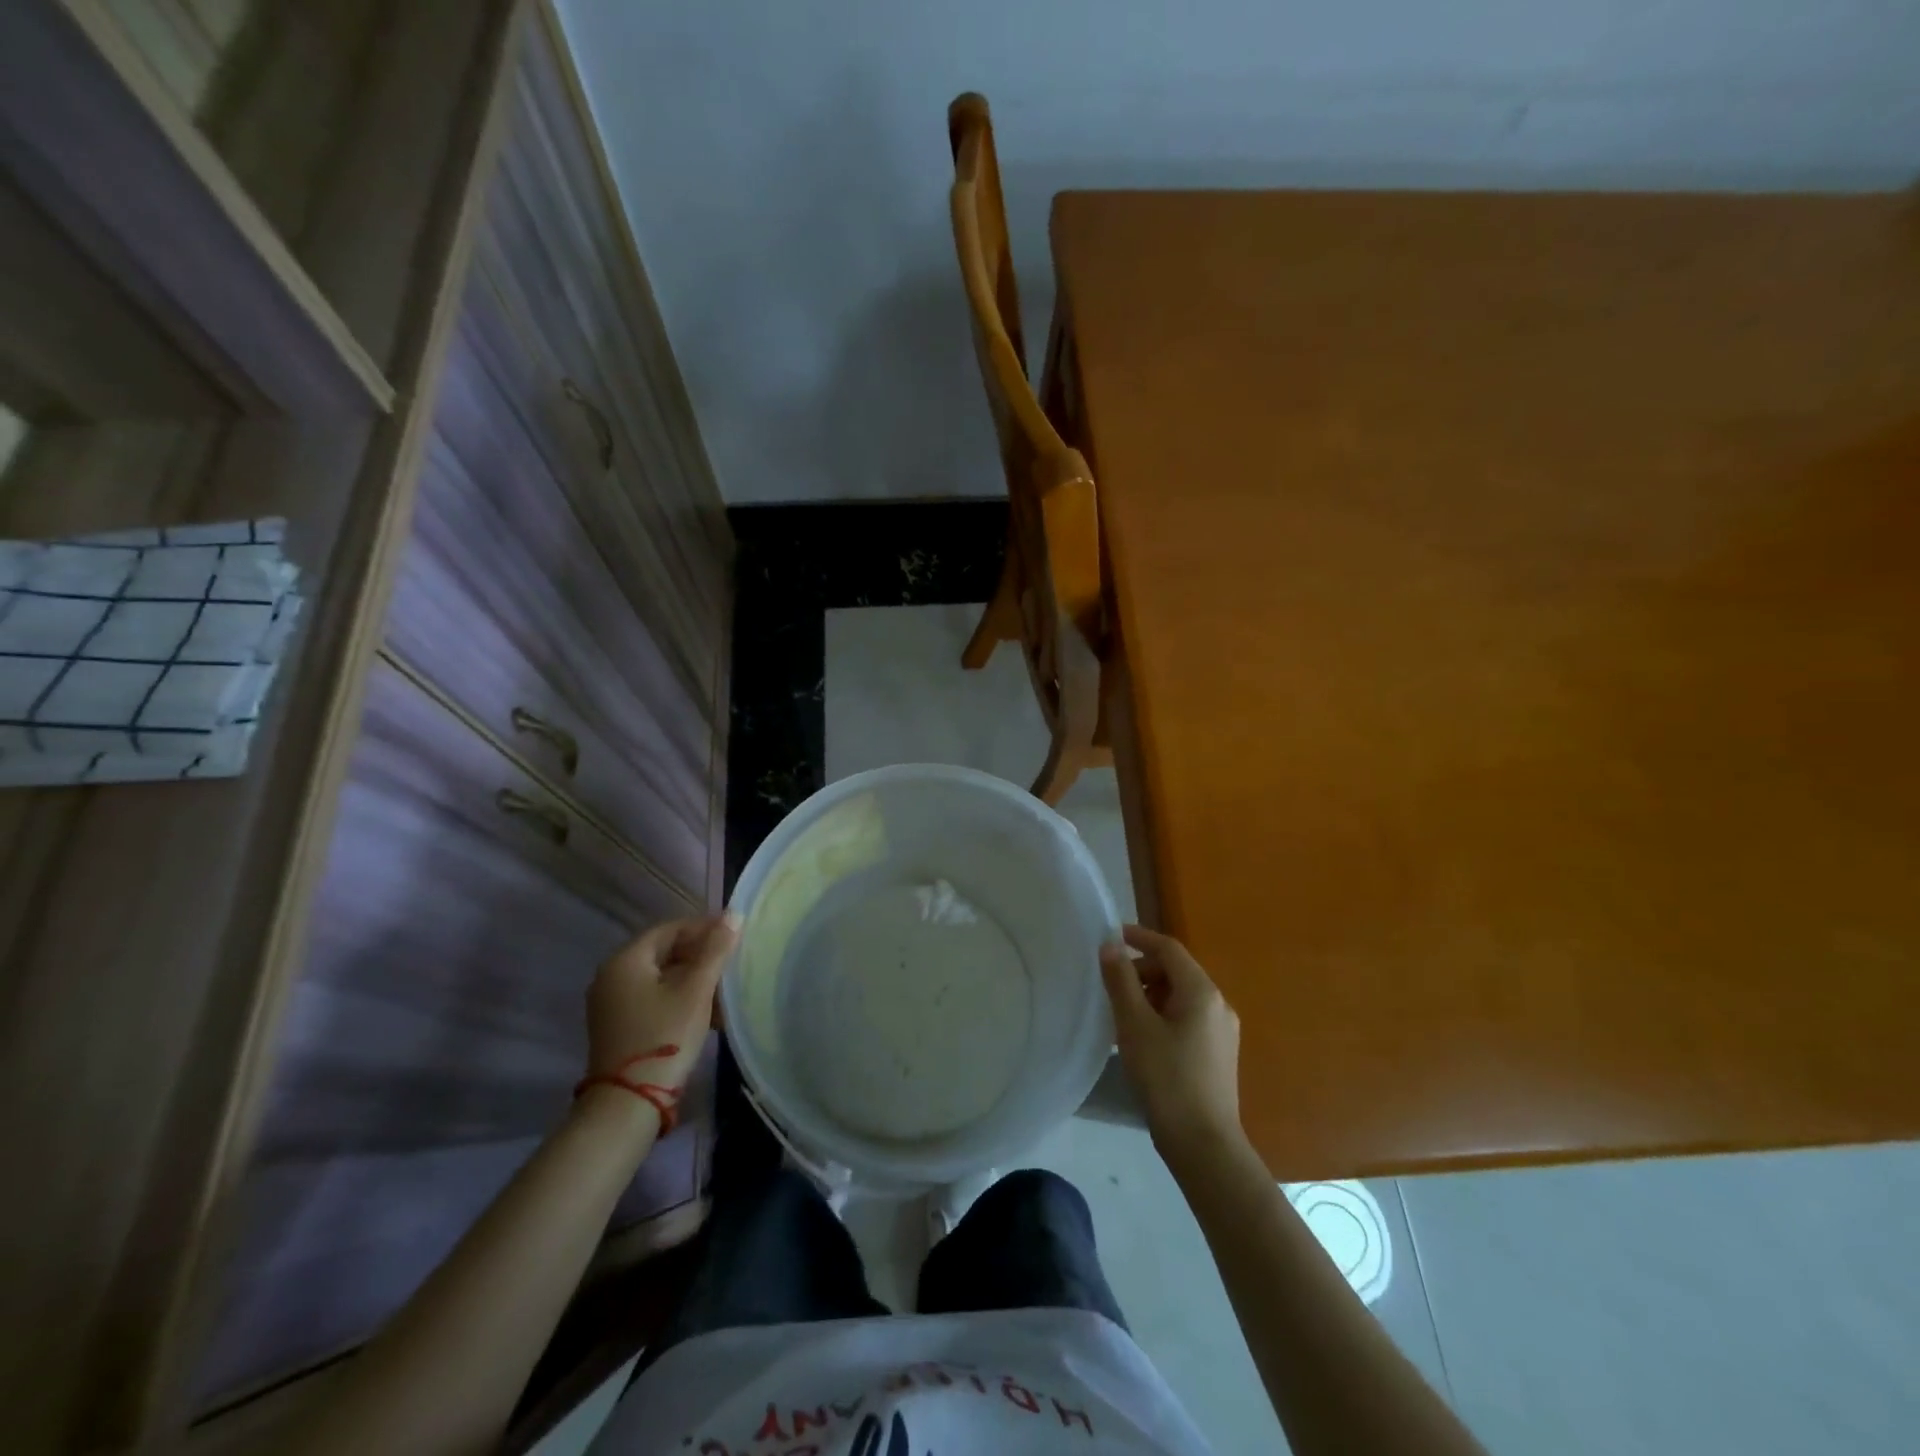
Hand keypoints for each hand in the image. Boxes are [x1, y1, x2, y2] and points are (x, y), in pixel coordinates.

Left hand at [584, 913, 738, 1109]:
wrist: (628, 1103)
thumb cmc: (664, 1036)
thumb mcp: (696, 990)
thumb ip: (715, 950)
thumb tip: (733, 914)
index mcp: (625, 960)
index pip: (669, 929)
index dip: (704, 928)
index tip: (734, 934)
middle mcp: (612, 976)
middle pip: (663, 952)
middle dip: (700, 955)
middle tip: (732, 960)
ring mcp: (612, 1003)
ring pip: (661, 977)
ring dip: (693, 978)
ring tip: (725, 988)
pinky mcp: (618, 1026)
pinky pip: (653, 998)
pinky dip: (679, 997)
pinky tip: (707, 1011)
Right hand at [1100, 924, 1243, 1162]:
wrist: (1204, 1145)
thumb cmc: (1166, 1078)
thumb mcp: (1135, 1026)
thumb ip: (1122, 981)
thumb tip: (1110, 946)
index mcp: (1202, 992)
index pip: (1169, 949)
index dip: (1140, 937)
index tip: (1112, 935)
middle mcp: (1218, 1005)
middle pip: (1176, 971)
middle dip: (1142, 971)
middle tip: (1111, 986)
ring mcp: (1222, 1031)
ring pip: (1181, 997)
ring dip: (1150, 995)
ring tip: (1121, 1015)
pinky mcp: (1218, 1054)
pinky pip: (1187, 1018)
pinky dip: (1162, 1015)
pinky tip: (1141, 1039)